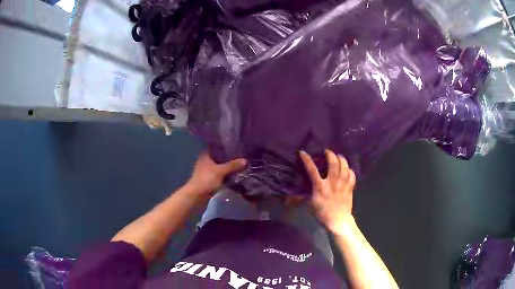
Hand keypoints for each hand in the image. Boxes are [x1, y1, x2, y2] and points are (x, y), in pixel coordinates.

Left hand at [187, 151, 246, 196]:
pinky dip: (227, 175)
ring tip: (241, 165)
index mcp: (206, 155)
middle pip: (220, 157)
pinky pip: (221, 175)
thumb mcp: (220, 171)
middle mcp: (206, 161)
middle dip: (230, 158)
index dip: (226, 146)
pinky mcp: (210, 180)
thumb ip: (232, 165)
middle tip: (242, 156)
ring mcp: (207, 171)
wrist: (196, 196)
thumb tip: (245, 160)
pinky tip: (236, 175)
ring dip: (229, 167)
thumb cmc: (206, 180)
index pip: (217, 147)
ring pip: (220, 167)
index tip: (237, 146)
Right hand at [300, 149, 355, 233]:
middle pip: (333, 164)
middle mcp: (332, 183)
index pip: (312, 170)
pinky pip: (352, 176)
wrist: (338, 221)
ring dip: (342, 160)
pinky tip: (347, 169)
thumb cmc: (322, 214)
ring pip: (344, 168)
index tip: (303, 152)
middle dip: (330, 155)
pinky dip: (350, 171)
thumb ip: (304, 196)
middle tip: (327, 152)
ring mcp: (343, 185)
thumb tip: (294, 193)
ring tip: (339, 156)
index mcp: (320, 188)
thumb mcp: (309, 205)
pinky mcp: (350, 188)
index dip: (307, 160)